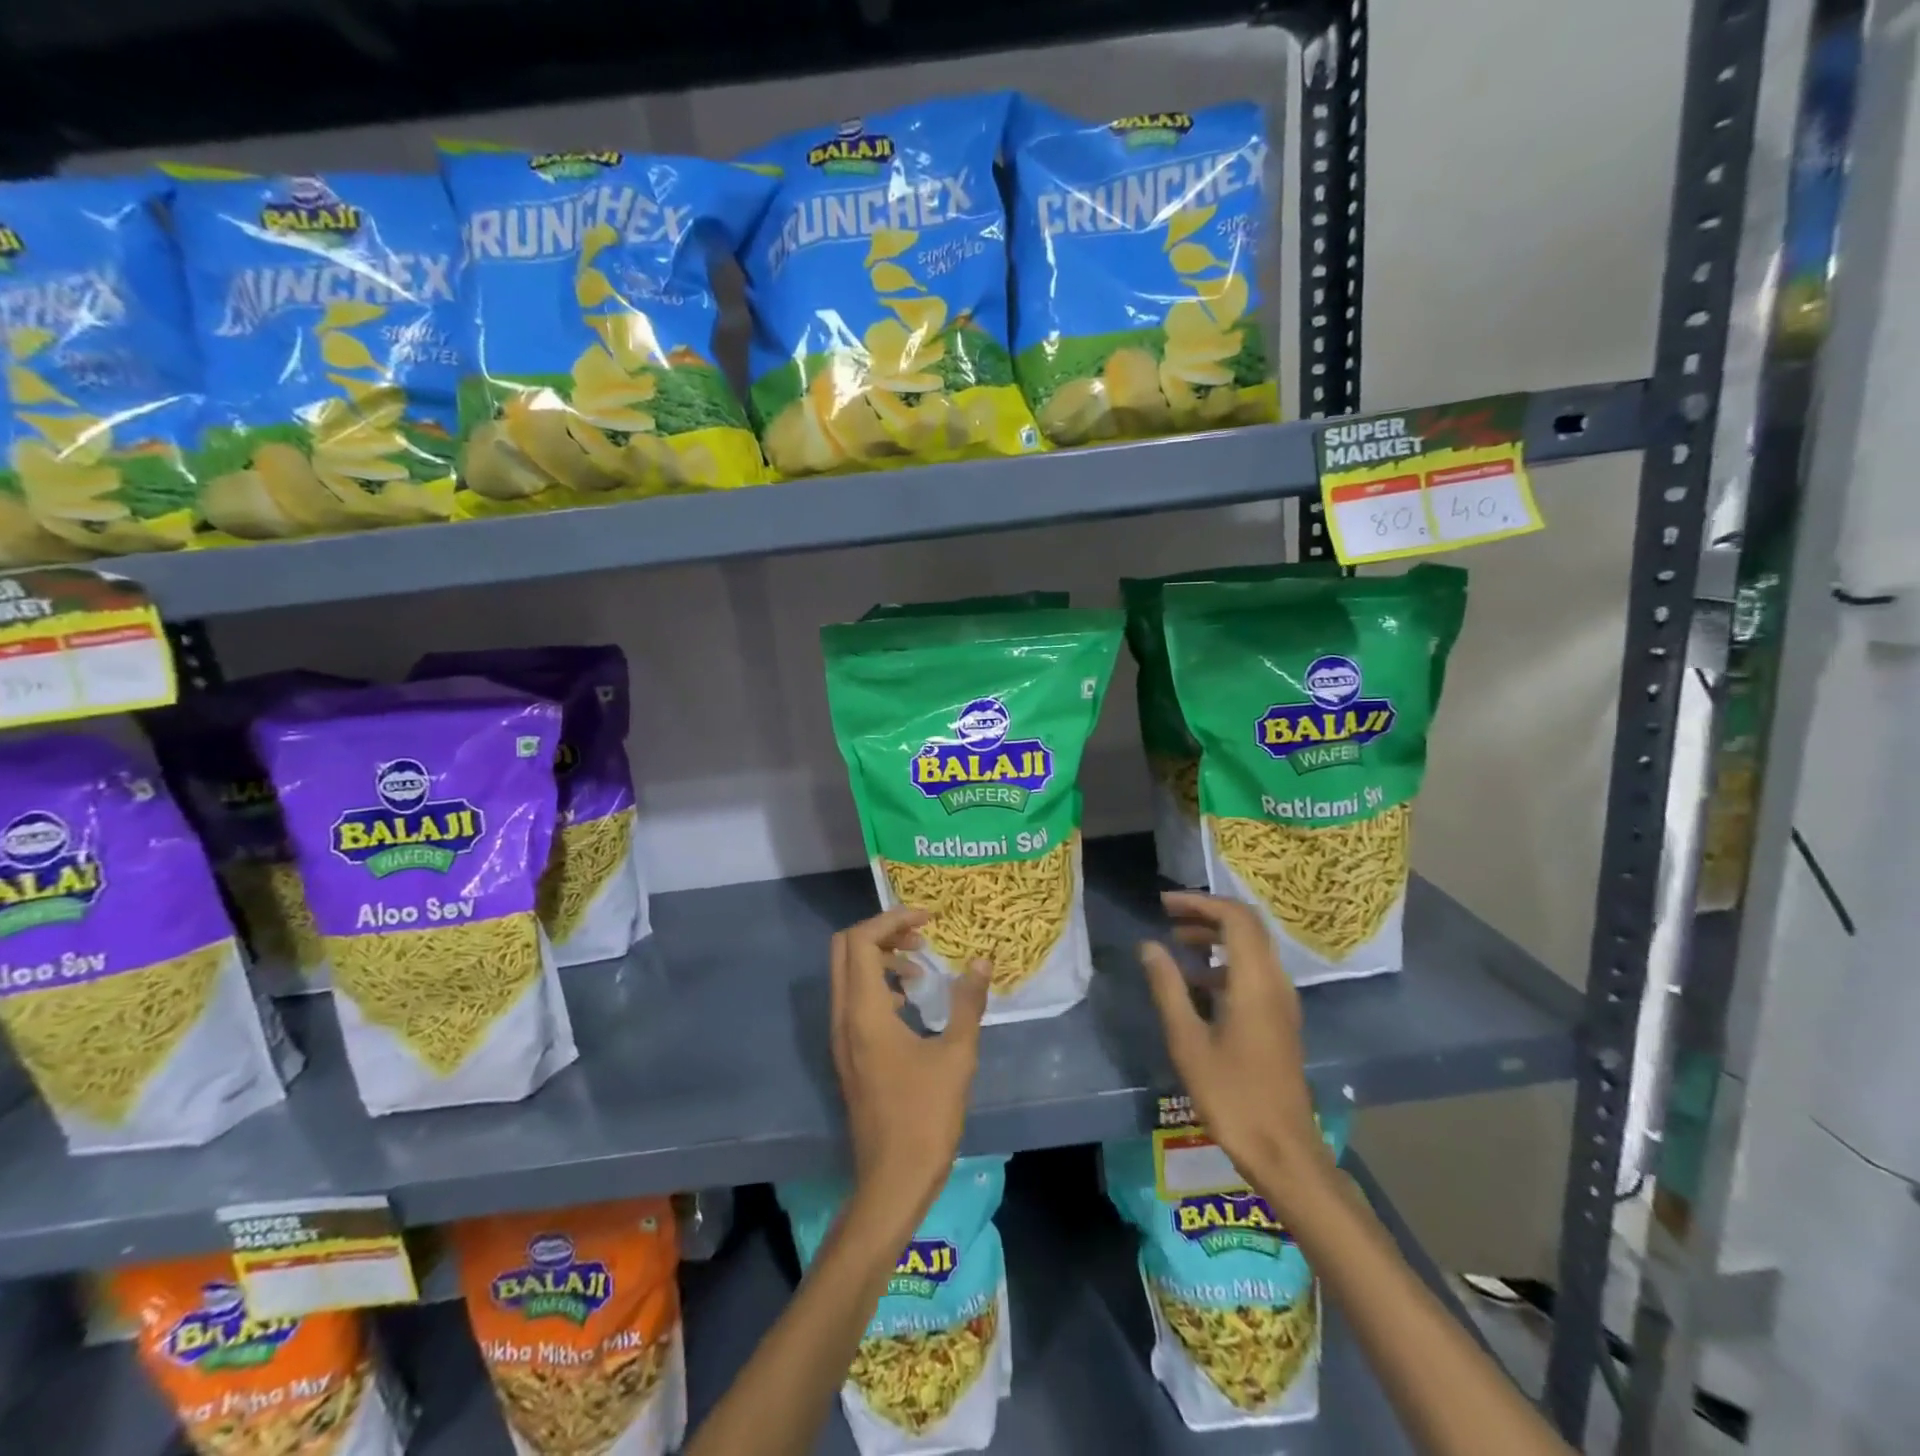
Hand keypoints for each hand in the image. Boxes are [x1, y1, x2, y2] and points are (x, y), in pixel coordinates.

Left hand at [830, 908, 989, 1233]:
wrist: (892, 1181)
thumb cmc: (926, 1117)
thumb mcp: (957, 1056)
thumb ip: (968, 1003)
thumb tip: (982, 961)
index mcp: (864, 1012)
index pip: (861, 940)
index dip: (892, 919)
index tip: (929, 918)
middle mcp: (843, 1018)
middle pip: (845, 950)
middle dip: (882, 932)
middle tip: (921, 934)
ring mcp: (842, 1038)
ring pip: (847, 974)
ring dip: (880, 957)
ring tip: (921, 966)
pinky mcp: (849, 1054)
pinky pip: (854, 999)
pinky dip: (877, 984)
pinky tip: (910, 1002)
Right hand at [1139, 892, 1333, 1207]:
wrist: (1283, 1151)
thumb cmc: (1232, 1096)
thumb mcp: (1188, 1041)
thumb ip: (1168, 988)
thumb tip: (1149, 946)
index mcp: (1255, 982)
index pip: (1235, 917)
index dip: (1199, 902)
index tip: (1164, 905)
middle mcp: (1275, 982)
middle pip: (1247, 927)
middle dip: (1207, 914)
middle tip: (1168, 917)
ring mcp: (1282, 1002)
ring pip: (1252, 949)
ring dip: (1216, 938)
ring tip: (1176, 946)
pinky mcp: (1280, 1020)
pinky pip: (1254, 972)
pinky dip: (1225, 963)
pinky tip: (1196, 985)